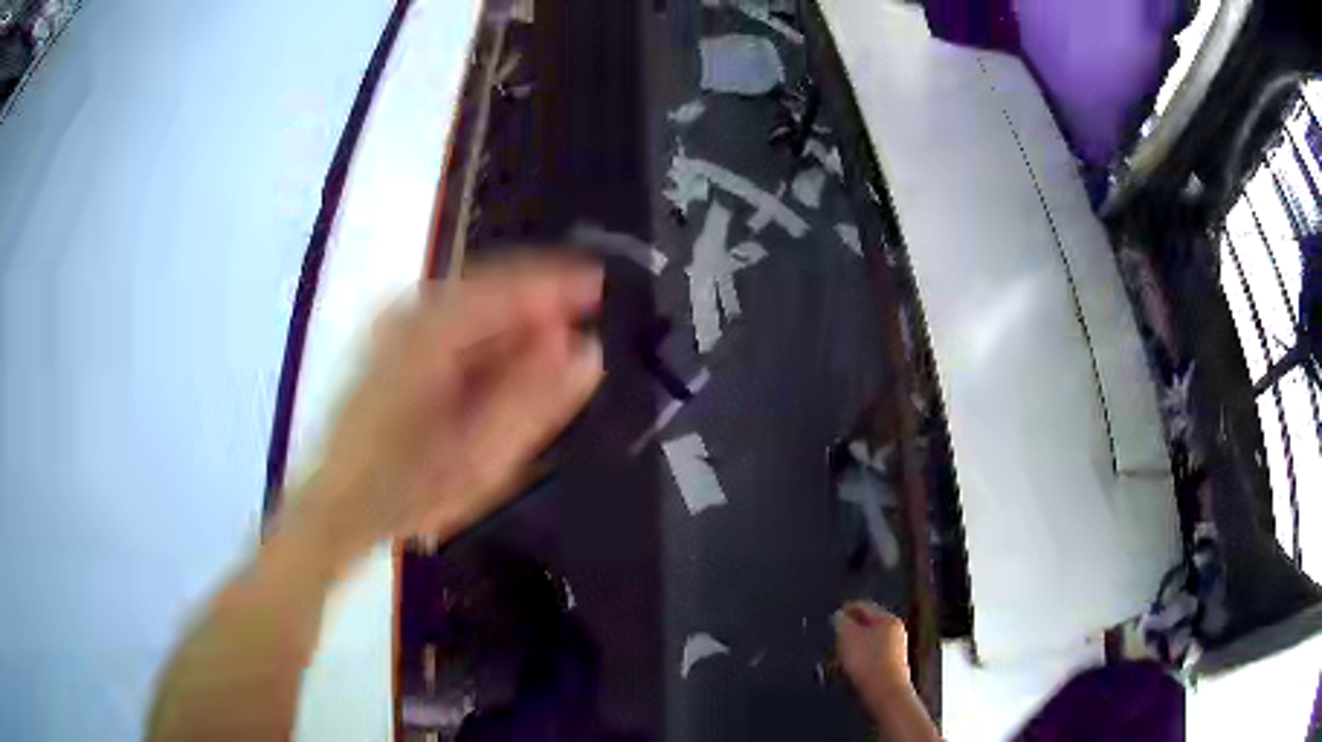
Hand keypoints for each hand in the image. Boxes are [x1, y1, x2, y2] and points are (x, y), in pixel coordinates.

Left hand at [290, 255, 604, 562]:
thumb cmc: (405, 491)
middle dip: (537, 309)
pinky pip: (452, 323)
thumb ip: (536, 400)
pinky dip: (485, 341)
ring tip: (545, 364)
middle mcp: (408, 313)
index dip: (558, 284)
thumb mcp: (481, 457)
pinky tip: (501, 371)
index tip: (600, 288)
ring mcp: (394, 324)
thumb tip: (586, 350)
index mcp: (428, 335)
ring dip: (512, 327)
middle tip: (575, 340)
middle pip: (488, 287)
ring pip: (471, 305)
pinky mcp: (390, 341)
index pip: (506, 285)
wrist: (338, 506)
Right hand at [834, 601, 911, 700]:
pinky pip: (873, 655)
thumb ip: (841, 621)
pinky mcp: (892, 666)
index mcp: (887, 618)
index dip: (846, 609)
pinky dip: (861, 657)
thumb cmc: (866, 660)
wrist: (885, 692)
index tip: (831, 616)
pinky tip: (851, 666)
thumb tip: (839, 615)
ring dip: (854, 644)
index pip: (864, 606)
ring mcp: (896, 649)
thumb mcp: (847, 636)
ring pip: (870, 640)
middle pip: (868, 623)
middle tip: (834, 635)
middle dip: (850, 628)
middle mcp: (895, 630)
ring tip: (839, 653)